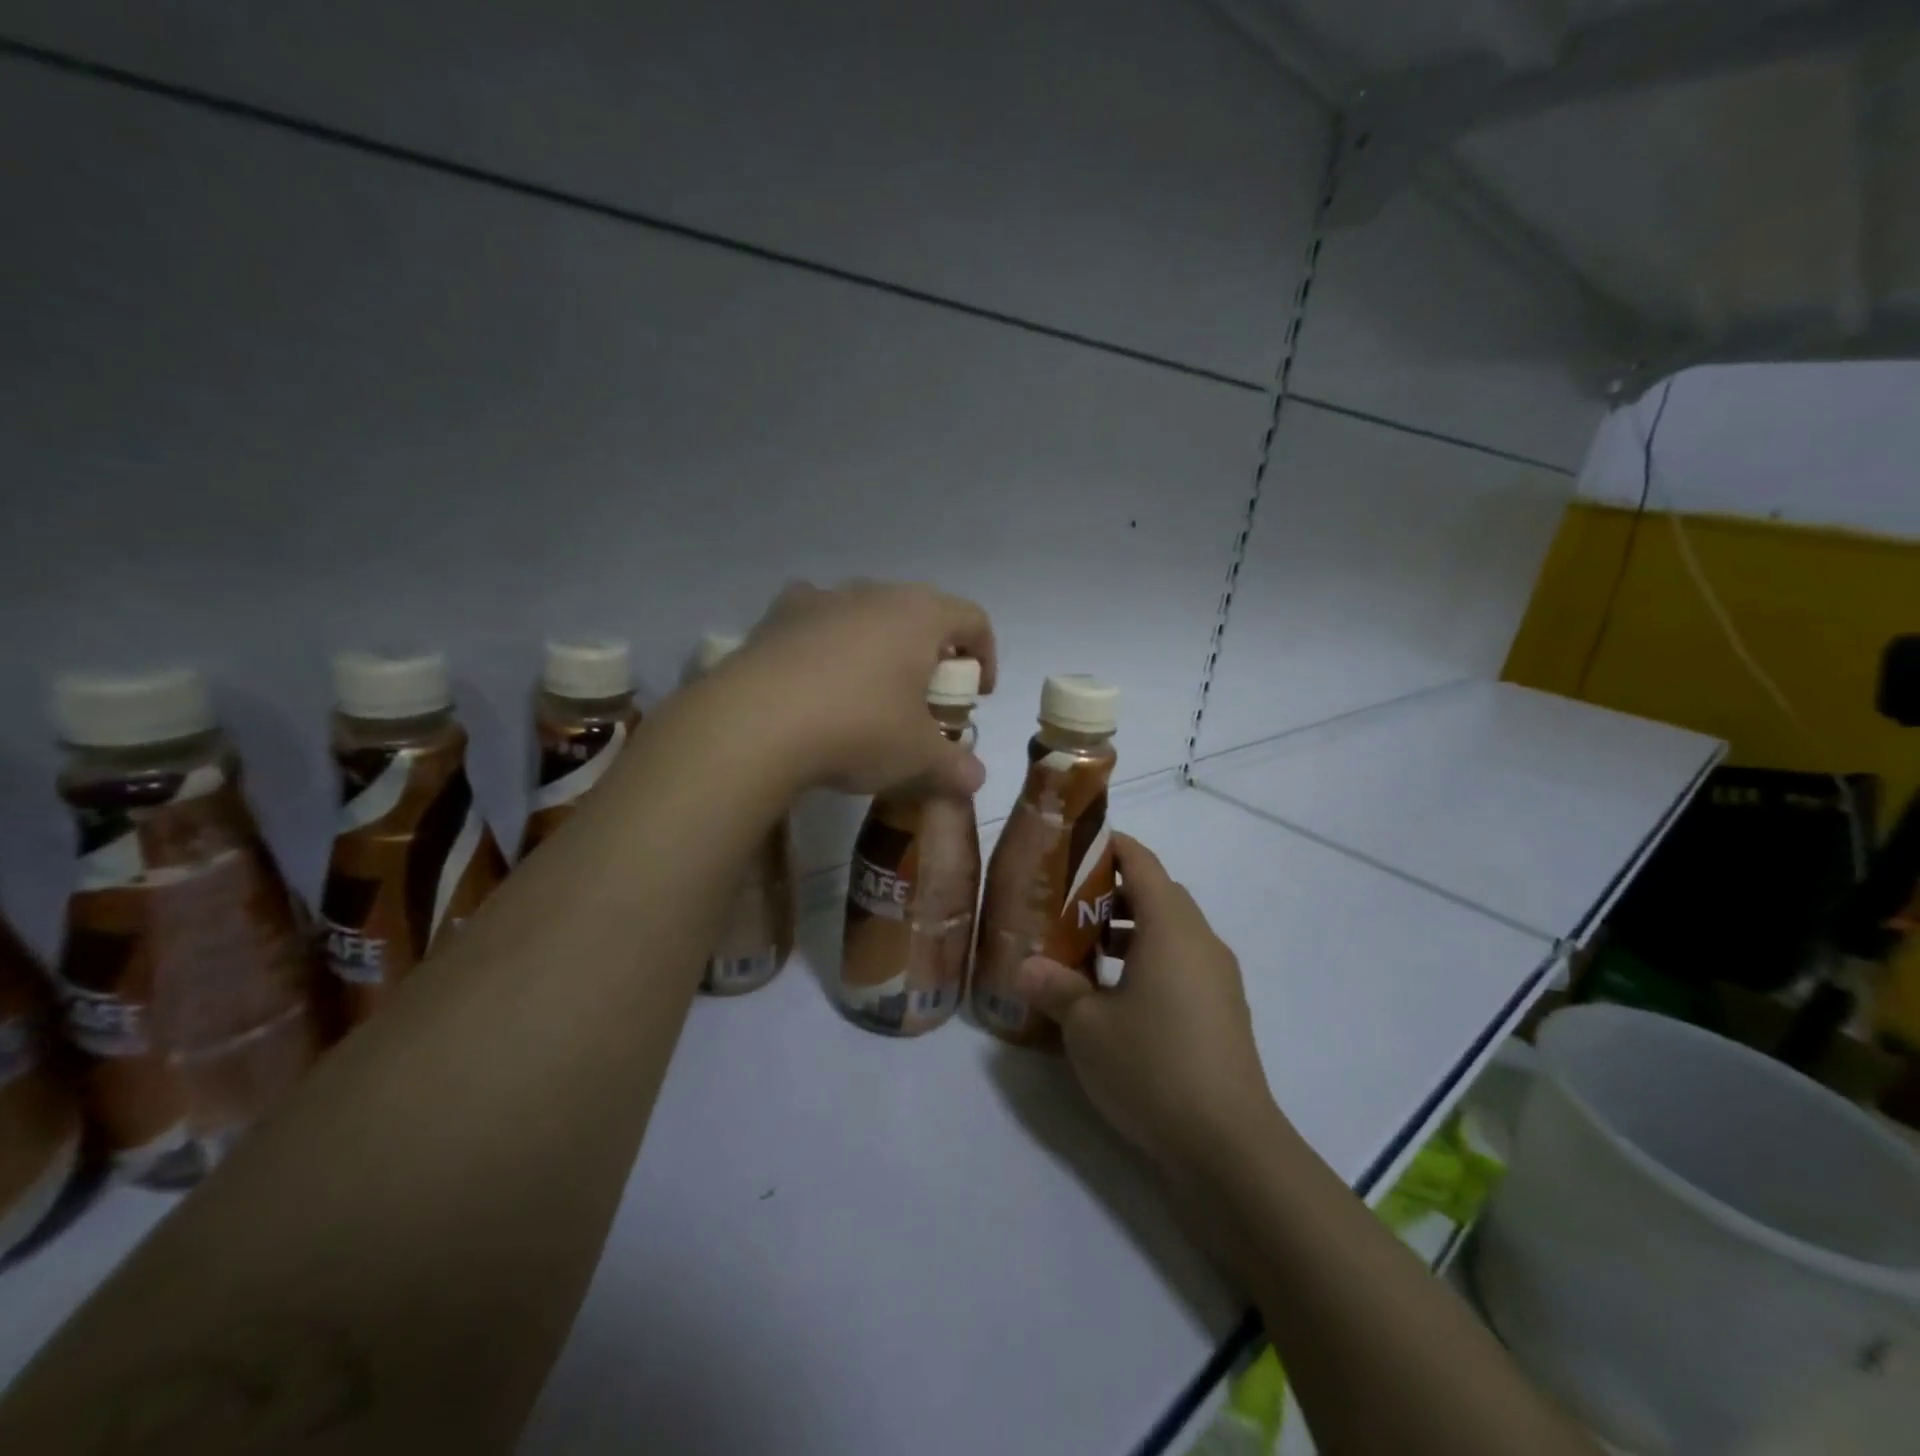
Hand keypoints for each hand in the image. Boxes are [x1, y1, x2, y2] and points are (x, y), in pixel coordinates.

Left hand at [727, 580, 996, 797]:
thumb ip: (953, 766)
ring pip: (865, 614)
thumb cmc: (858, 729)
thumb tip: (975, 779)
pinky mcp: (776, 617)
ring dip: (878, 646)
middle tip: (924, 698)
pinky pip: (815, 622)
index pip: (973, 619)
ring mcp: (820, 599)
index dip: (985, 655)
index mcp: (920, 615)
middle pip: (919, 613)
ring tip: (868, 691)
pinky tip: (815, 681)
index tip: (976, 696)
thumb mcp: (915, 757)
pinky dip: (825, 644)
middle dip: (930, 653)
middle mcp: (873, 594)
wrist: (755, 724)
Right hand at [1017, 833, 1278, 1175]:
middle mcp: (1201, 941)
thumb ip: (1055, 987)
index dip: (1109, 847)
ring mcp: (1218, 977)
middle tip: (1066, 905)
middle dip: (1111, 893)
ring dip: (1129, 931)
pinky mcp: (1223, 1010)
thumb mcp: (1088, 1027)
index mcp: (1171, 928)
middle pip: (1157, 894)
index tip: (1073, 849)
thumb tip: (1026, 967)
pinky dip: (1149, 961)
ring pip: (1170, 932)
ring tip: (1084, 953)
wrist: (1230, 1145)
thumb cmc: (1153, 1066)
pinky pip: (1182, 964)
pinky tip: (1116, 998)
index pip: (1142, 863)